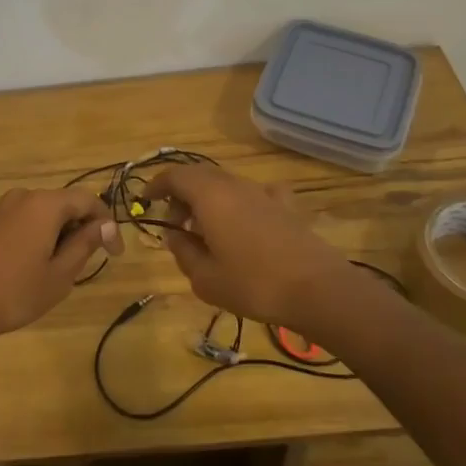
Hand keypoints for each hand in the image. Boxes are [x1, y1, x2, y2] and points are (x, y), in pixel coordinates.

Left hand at [0, 187, 120, 352]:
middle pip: (64, 204)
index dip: (106, 223)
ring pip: (43, 214)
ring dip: (60, 234)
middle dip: (82, 229)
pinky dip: (39, 237)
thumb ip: (85, 244)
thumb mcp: (59, 274)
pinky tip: (33, 267)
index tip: (114, 254)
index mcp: (45, 204)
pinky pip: (24, 221)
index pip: (87, 200)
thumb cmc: (14, 291)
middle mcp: (24, 197)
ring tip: (62, 269)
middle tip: (89, 263)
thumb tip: (106, 225)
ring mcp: (2, 208)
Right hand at [145, 164, 348, 327]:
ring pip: (226, 183)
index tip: (147, 200)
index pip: (175, 175)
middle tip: (175, 223)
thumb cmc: (254, 285)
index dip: (157, 184)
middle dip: (181, 194)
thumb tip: (174, 235)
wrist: (318, 290)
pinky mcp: (286, 206)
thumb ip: (183, 252)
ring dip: (208, 199)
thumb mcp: (205, 278)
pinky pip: (255, 193)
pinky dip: (240, 202)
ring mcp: (263, 193)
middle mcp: (235, 185)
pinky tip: (245, 222)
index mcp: (210, 196)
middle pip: (200, 175)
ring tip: (205, 230)